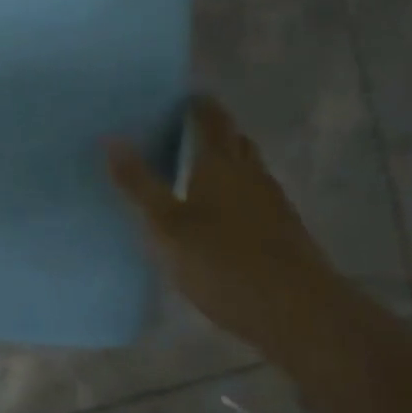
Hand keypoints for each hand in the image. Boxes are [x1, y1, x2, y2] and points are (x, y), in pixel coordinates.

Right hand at [106, 96, 342, 355]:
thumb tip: (111, 137)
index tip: (180, 97)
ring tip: (196, 170)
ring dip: (227, 162)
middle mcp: (251, 175)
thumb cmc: (223, 262)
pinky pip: (256, 197)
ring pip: (249, 170)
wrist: (300, 315)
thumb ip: (138, 183)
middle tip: (183, 131)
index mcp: (220, 164)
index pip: (212, 120)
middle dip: (214, 131)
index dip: (198, 105)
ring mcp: (274, 204)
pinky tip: (221, 215)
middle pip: (235, 141)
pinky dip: (237, 193)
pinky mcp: (286, 233)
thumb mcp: (165, 225)